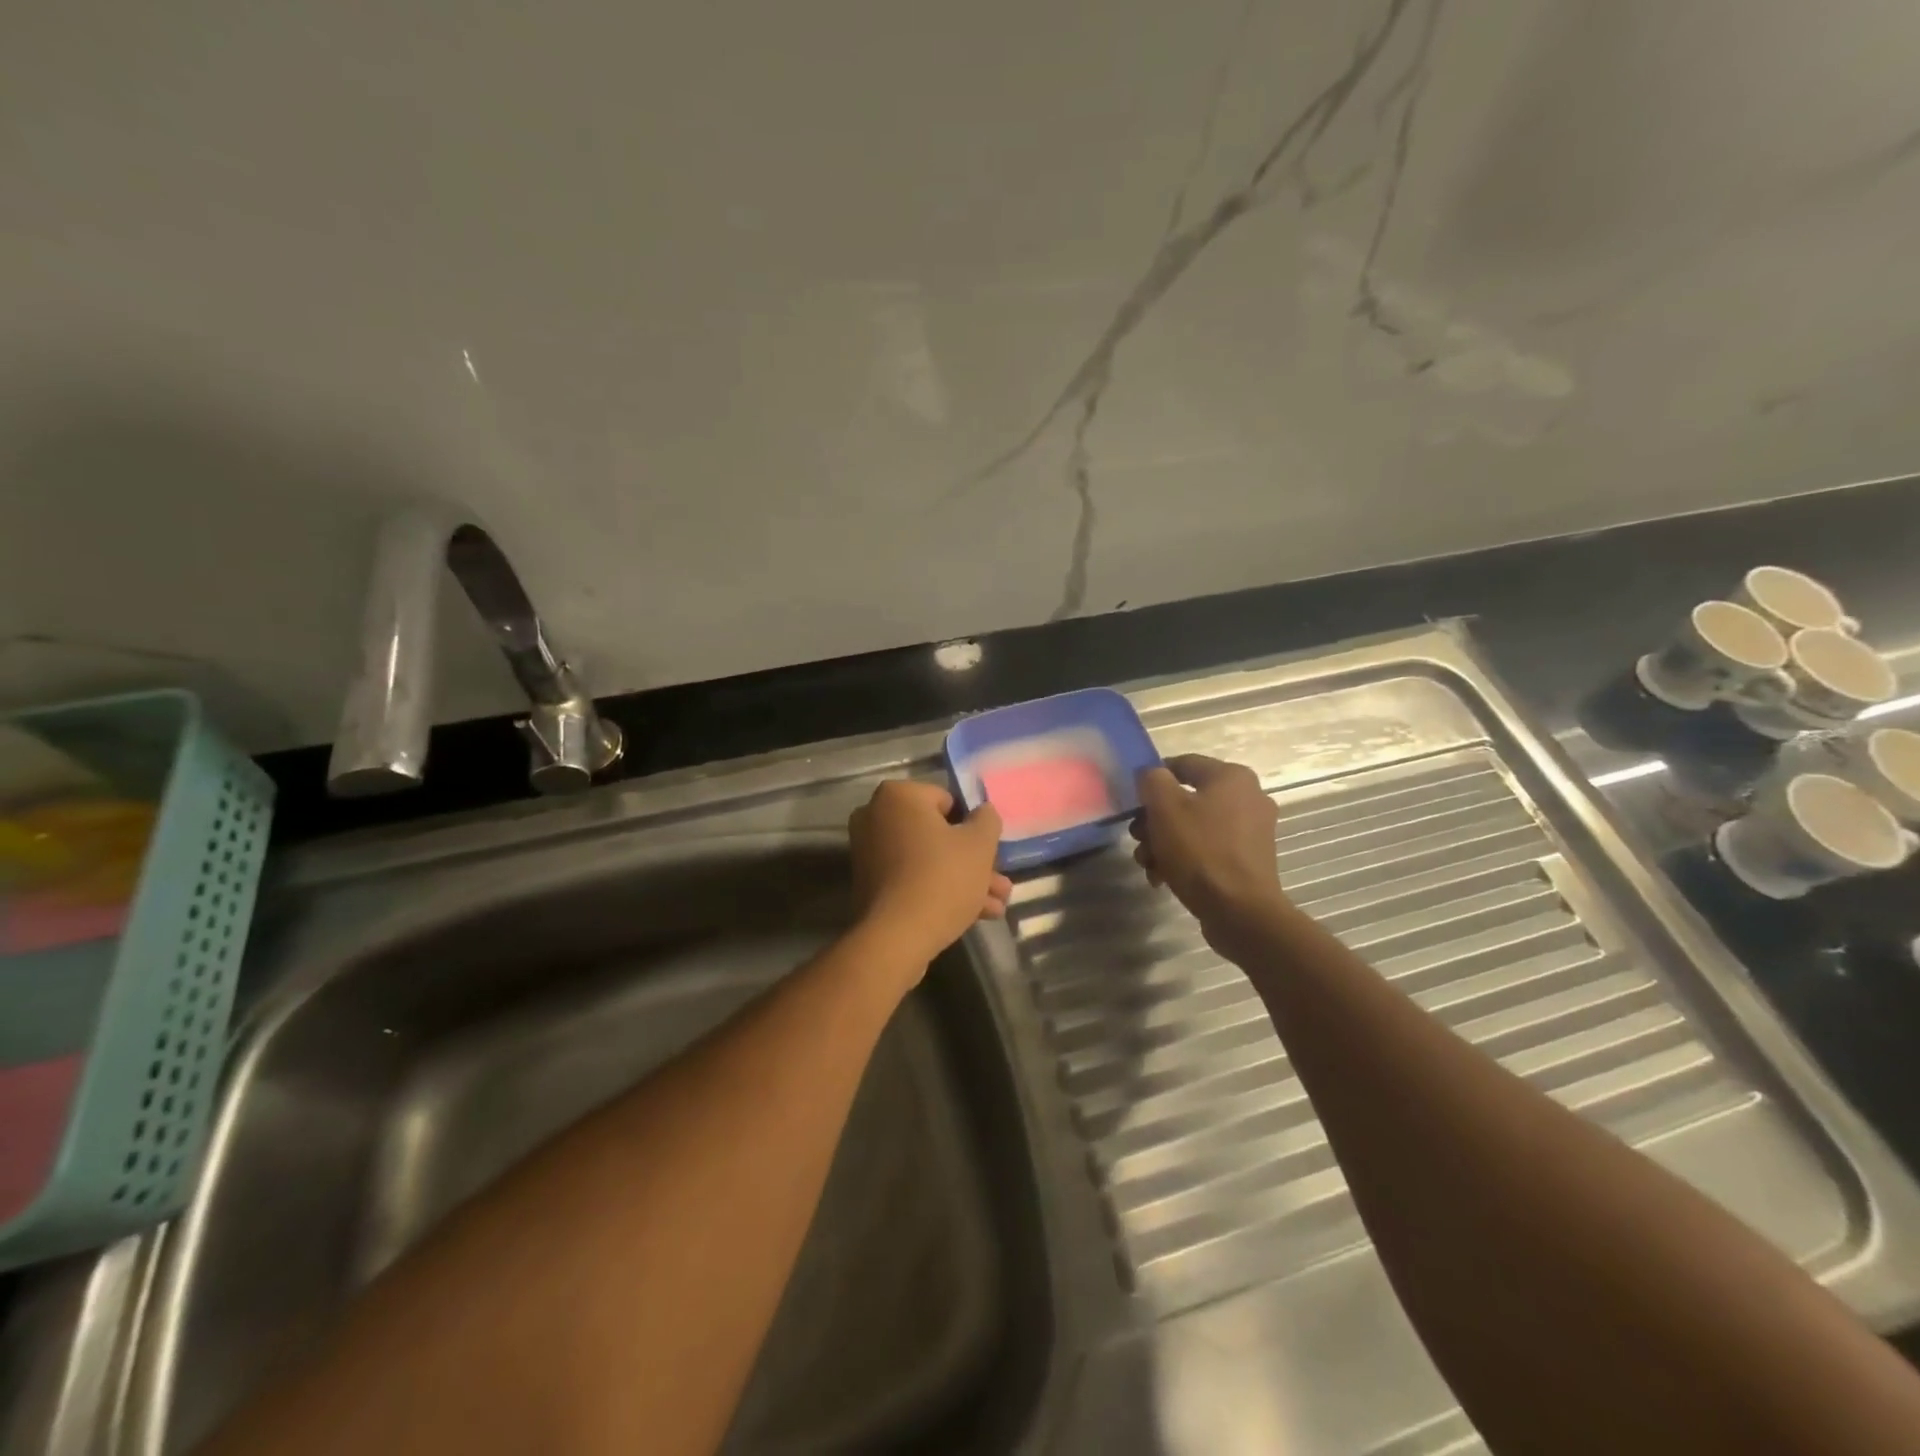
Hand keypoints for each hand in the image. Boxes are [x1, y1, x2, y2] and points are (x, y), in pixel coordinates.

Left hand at [849, 781, 1011, 970]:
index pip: (947, 800)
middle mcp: (875, 817)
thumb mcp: (980, 845)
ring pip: (927, 860)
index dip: (972, 826)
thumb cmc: (942, 878)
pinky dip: (937, 890)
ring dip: (962, 879)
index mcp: (898, 796)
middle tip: (999, 884)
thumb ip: (987, 820)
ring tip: (995, 906)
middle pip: (937, 834)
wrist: (897, 938)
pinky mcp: (869, 884)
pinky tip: (973, 915)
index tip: (988, 851)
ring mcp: (869, 852)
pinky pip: (911, 878)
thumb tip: (983, 812)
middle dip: (971, 860)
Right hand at [1133, 755, 1286, 956]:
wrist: (1240, 912)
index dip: (1151, 780)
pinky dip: (1184, 859)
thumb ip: (1152, 780)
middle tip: (1138, 839)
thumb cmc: (1200, 851)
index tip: (1132, 803)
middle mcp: (1248, 797)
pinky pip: (1208, 849)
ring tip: (1148, 864)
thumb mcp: (1165, 808)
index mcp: (1232, 777)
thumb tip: (1151, 776)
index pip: (1181, 764)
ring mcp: (1251, 831)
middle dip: (1154, 820)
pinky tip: (1164, 878)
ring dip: (1164, 843)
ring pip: (1194, 827)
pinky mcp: (1248, 860)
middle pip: (1185, 799)